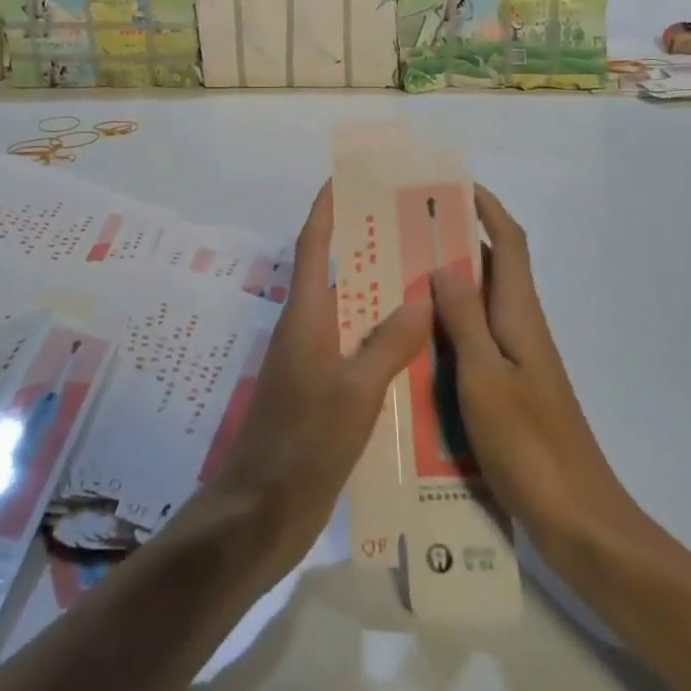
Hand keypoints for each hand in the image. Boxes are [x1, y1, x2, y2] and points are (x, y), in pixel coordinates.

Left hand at [206, 184, 432, 578]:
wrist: (261, 513)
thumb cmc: (302, 445)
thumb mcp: (354, 393)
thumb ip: (389, 344)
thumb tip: (422, 297)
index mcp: (306, 317)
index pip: (314, 246)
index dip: (328, 208)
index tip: (348, 176)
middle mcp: (307, 331)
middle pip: (337, 274)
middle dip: (369, 246)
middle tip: (416, 227)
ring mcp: (312, 364)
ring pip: (351, 314)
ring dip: (381, 295)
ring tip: (429, 278)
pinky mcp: (322, 395)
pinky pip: (357, 351)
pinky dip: (384, 340)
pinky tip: (420, 348)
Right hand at [430, 185, 636, 555]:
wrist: (578, 520)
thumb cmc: (530, 445)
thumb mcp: (485, 378)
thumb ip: (464, 320)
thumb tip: (443, 264)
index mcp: (520, 316)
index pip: (509, 244)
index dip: (488, 209)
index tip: (454, 186)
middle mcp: (522, 330)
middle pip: (493, 270)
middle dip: (457, 243)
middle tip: (405, 233)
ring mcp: (518, 362)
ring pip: (480, 307)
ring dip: (448, 287)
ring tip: (398, 279)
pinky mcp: (511, 390)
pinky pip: (475, 342)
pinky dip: (449, 329)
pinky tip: (415, 344)